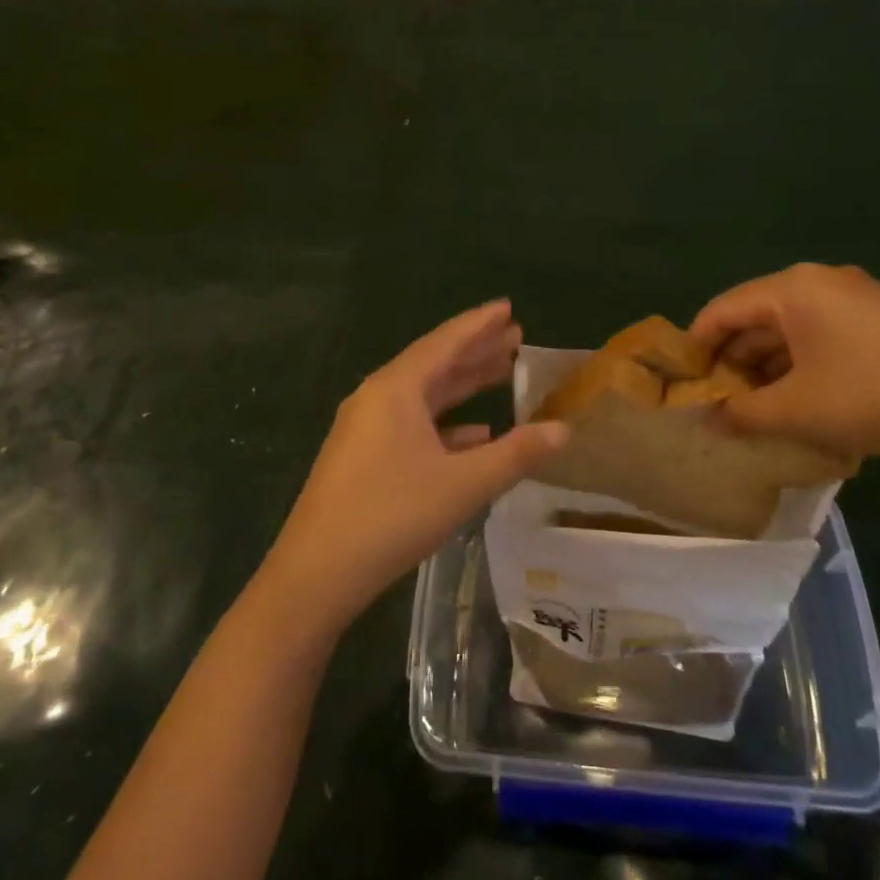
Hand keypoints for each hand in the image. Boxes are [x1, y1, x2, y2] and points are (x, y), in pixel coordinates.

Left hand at [261, 301, 568, 633]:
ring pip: (424, 395)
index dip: (480, 323)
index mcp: (396, 388)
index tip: (508, 307)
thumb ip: (516, 454)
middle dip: (476, 350)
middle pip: (435, 363)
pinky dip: (445, 424)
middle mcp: (378, 397)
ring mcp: (367, 427)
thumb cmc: (392, 515)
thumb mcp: (463, 484)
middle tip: (515, 337)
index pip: (446, 341)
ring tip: (502, 373)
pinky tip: (476, 434)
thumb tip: (563, 429)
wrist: (316, 572)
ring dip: (463, 385)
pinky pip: (412, 425)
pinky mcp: (363, 456)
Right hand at [690, 263, 879, 465]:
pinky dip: (800, 364)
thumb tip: (708, 419)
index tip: (684, 386)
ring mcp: (855, 296)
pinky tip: (801, 400)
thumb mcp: (800, 411)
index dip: (696, 348)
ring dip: (767, 366)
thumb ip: (742, 413)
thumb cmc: (877, 396)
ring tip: (755, 409)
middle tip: (719, 403)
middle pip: (755, 316)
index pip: (722, 310)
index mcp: (792, 288)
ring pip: (789, 328)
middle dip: (733, 361)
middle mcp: (819, 281)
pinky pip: (821, 334)